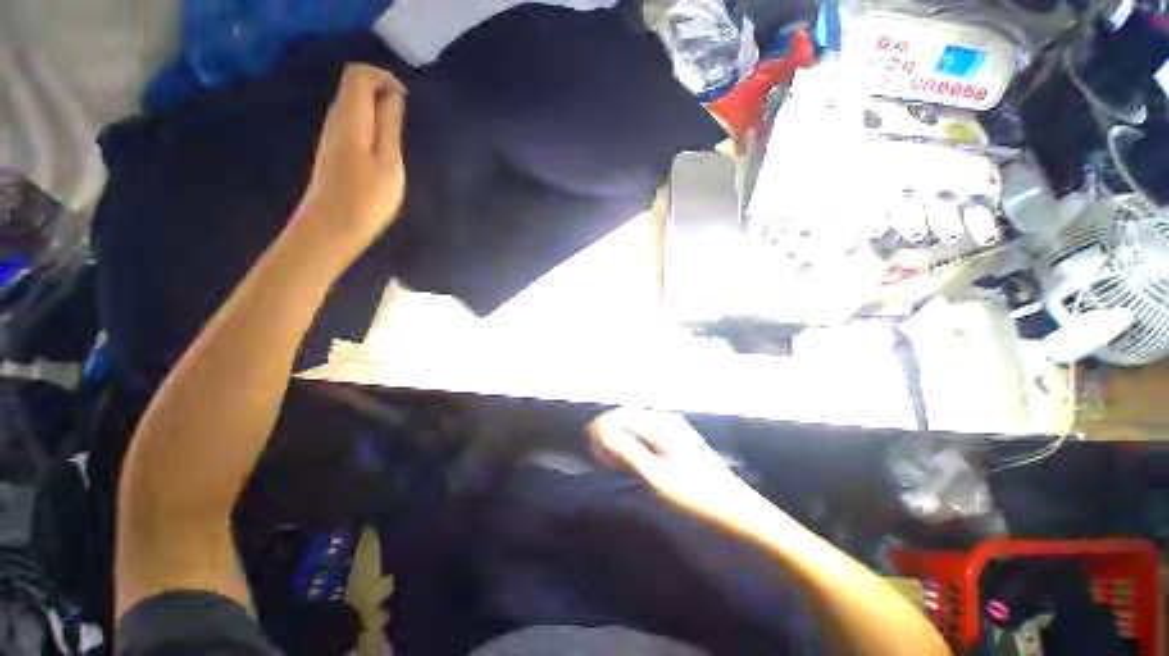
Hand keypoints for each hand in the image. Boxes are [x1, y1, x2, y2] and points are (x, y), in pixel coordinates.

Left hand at [292, 64, 406, 263]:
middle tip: (407, 125)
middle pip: (356, 86)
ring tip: (400, 139)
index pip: (360, 73)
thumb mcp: (389, 162)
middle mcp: (336, 118)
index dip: (385, 79)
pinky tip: (386, 151)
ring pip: (356, 106)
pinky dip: (373, 127)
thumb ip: (389, 125)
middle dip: (385, 95)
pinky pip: (355, 123)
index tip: (406, 104)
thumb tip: (393, 95)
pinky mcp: (335, 150)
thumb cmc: (366, 198)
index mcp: (349, 116)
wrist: (332, 228)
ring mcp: (333, 135)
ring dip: (380, 113)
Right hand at [587, 409, 754, 520]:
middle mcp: (666, 420)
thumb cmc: (693, 493)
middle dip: (610, 430)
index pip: (622, 416)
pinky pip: (648, 435)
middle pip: (629, 418)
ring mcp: (674, 430)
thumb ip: (625, 451)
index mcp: (660, 423)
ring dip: (621, 438)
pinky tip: (629, 458)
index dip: (602, 426)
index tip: (586, 440)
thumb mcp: (654, 475)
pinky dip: (634, 444)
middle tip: (594, 449)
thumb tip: (600, 434)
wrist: (736, 510)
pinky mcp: (679, 442)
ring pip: (638, 427)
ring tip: (606, 455)